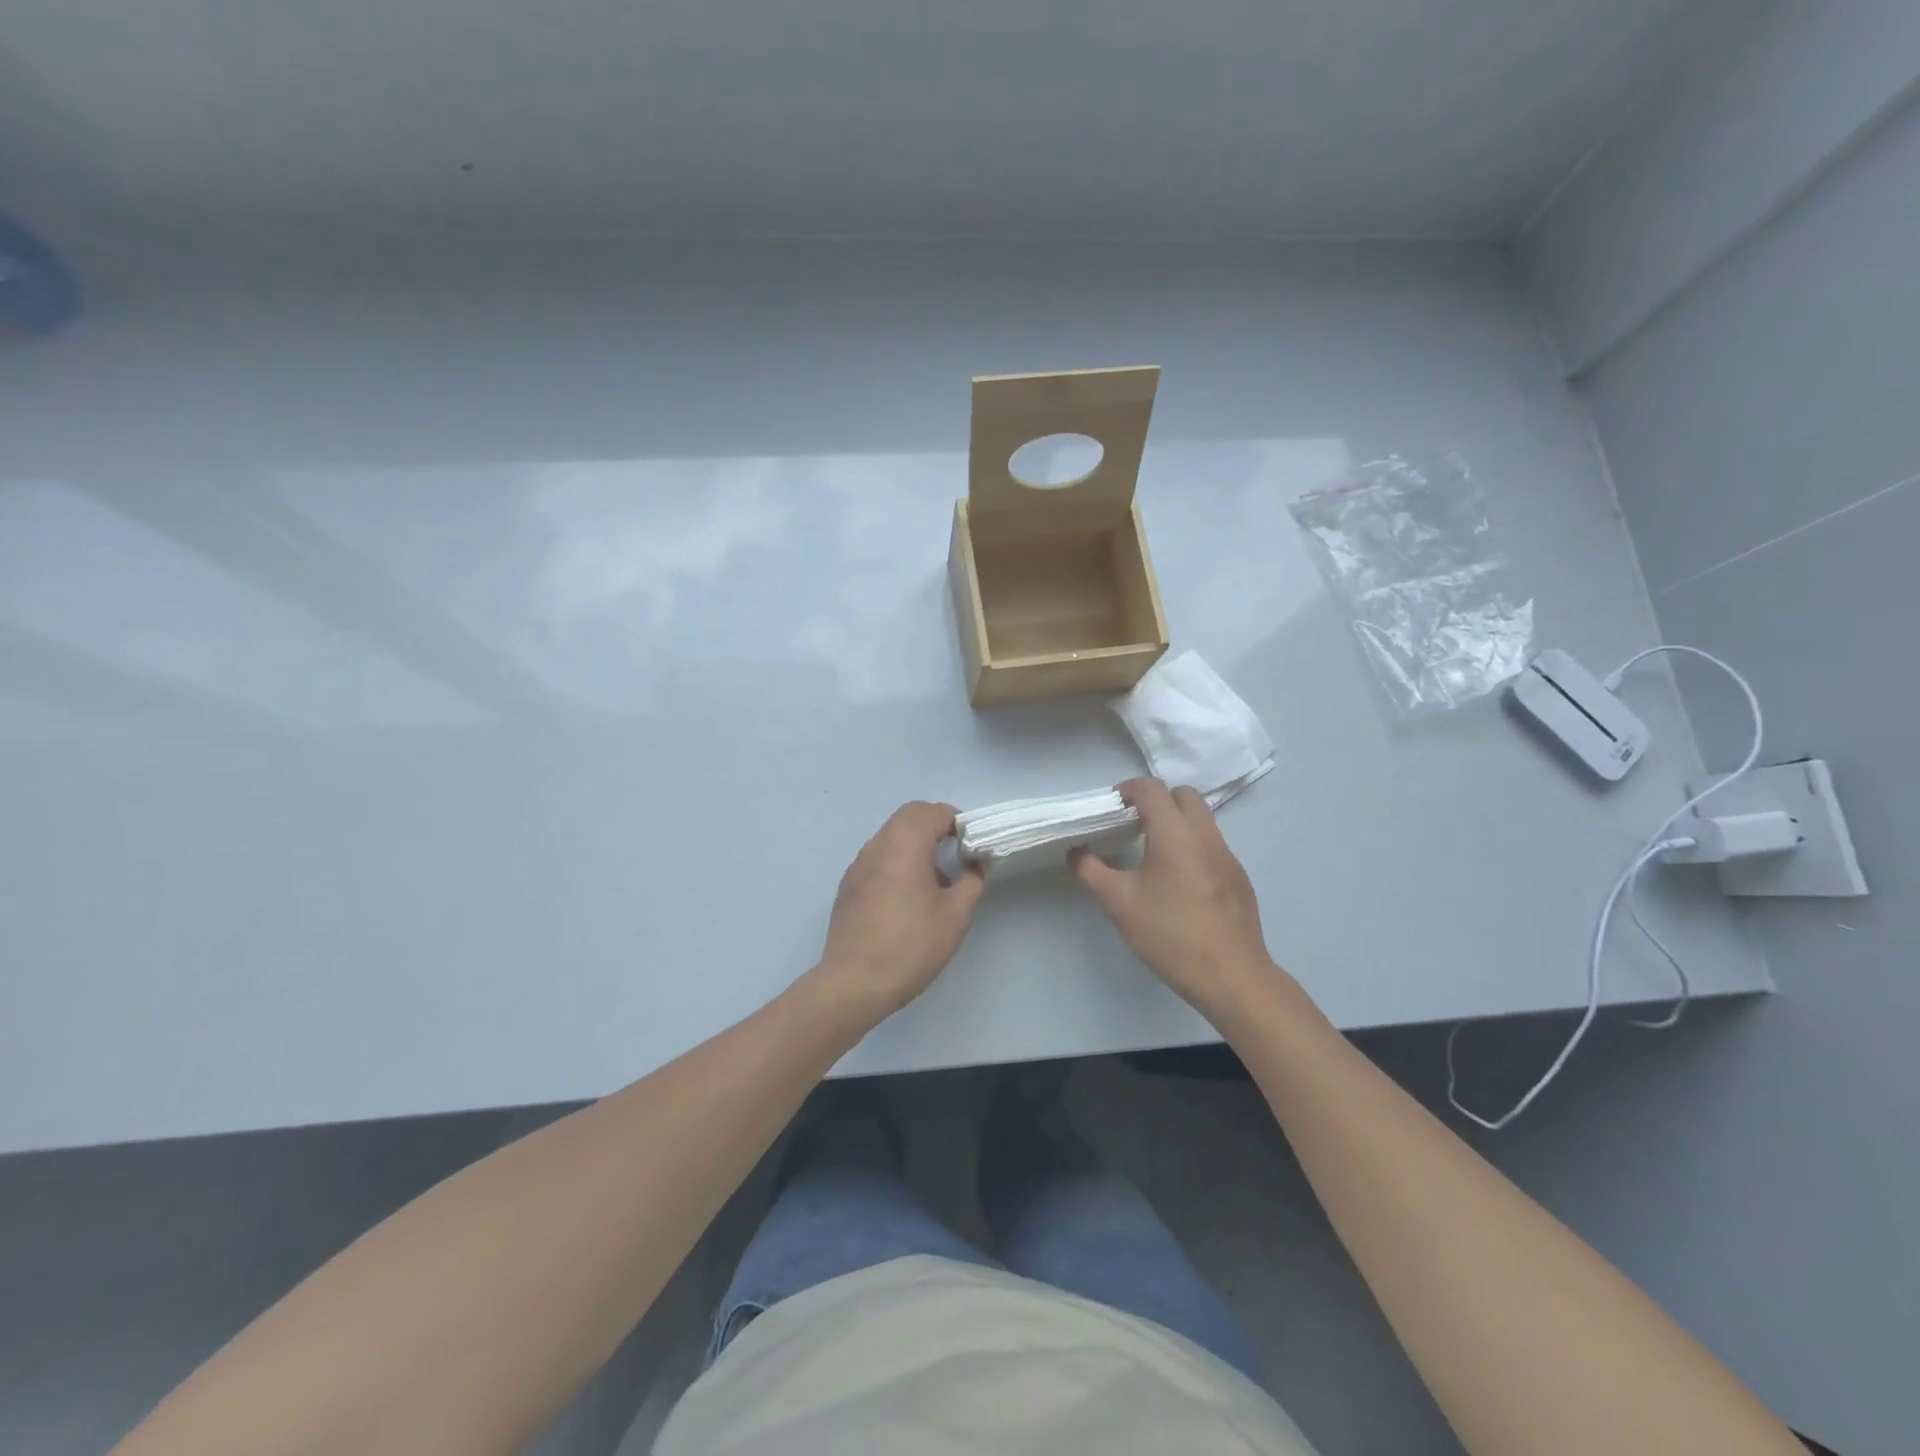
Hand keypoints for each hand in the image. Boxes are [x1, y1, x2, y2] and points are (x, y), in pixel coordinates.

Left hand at [817, 801, 985, 1021]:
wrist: (854, 983)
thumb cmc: (911, 946)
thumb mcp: (956, 915)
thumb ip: (973, 880)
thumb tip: (977, 862)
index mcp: (905, 845)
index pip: (934, 812)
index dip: (958, 822)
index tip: (972, 846)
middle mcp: (878, 845)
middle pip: (909, 815)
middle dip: (936, 824)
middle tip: (957, 853)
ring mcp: (859, 864)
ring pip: (891, 834)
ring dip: (916, 842)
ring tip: (935, 879)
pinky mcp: (849, 884)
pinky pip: (878, 856)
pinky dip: (897, 859)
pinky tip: (907, 897)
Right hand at [1070, 778, 1276, 1021]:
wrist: (1232, 976)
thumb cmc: (1170, 934)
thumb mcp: (1119, 903)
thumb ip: (1091, 871)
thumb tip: (1075, 852)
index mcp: (1175, 833)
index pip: (1152, 789)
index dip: (1128, 790)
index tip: (1111, 808)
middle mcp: (1206, 835)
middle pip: (1184, 795)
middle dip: (1157, 800)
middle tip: (1132, 824)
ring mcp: (1228, 856)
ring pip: (1202, 820)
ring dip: (1176, 823)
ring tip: (1151, 853)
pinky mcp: (1239, 879)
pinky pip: (1213, 846)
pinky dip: (1192, 847)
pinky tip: (1178, 883)